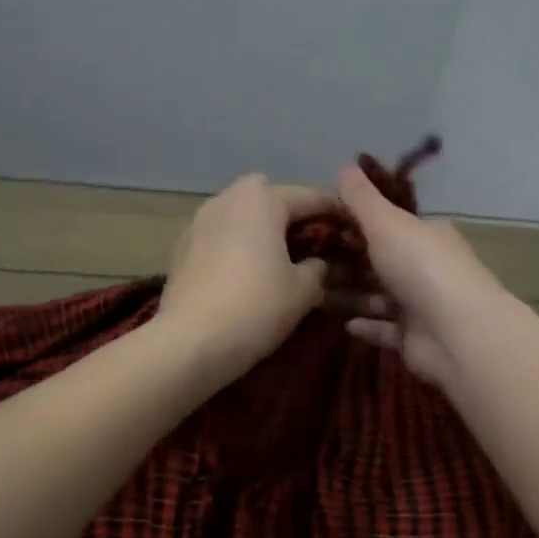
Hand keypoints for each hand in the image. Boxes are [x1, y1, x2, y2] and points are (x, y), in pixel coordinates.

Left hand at [157, 173, 335, 384]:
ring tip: (279, 257)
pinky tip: (246, 272)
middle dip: (291, 212)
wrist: (190, 342)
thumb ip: (319, 268)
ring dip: (261, 227)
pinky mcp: (182, 247)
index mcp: (262, 200)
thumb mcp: (303, 291)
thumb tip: (318, 263)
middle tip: (310, 242)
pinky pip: (221, 234)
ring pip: (241, 213)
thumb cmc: (256, 307)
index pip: (311, 197)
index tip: (356, 228)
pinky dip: (237, 244)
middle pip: (269, 195)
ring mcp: (199, 221)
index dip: (338, 212)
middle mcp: (228, 199)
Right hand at [335, 164, 511, 385]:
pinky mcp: (414, 339)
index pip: (390, 224)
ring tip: (316, 292)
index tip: (321, 225)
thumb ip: (362, 199)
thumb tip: (344, 166)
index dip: (357, 223)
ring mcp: (422, 306)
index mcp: (427, 235)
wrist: (456, 332)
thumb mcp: (386, 223)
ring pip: (380, 297)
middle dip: (350, 262)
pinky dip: (366, 325)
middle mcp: (427, 268)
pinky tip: (344, 322)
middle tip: (309, 262)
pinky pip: (384, 330)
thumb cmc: (421, 268)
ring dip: (353, 295)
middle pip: (383, 261)